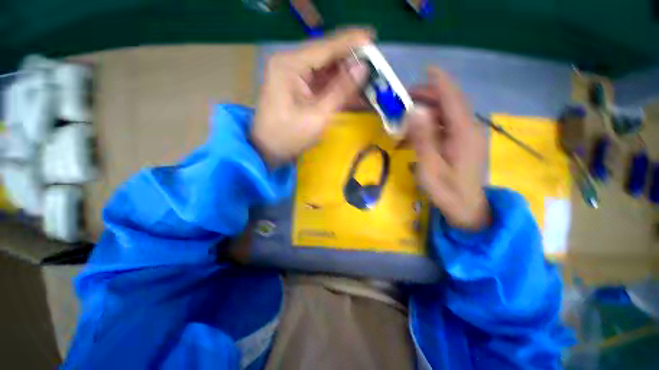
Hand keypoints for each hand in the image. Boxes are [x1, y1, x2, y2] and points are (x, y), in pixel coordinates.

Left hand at [251, 29, 371, 166]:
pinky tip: (353, 90)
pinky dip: (337, 86)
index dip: (351, 42)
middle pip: (326, 55)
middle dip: (350, 60)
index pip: (325, 47)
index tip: (373, 38)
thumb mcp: (317, 115)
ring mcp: (293, 74)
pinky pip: (321, 81)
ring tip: (368, 78)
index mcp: (289, 65)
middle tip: (374, 65)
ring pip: (326, 68)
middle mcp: (290, 63)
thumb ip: (341, 90)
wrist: (268, 150)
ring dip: (346, 74)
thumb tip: (363, 68)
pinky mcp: (298, 86)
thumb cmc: (289, 137)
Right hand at [405, 67, 489, 230]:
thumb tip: (414, 111)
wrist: (467, 208)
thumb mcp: (430, 167)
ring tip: (404, 119)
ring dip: (426, 113)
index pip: (453, 99)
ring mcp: (467, 136)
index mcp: (464, 133)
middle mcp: (469, 129)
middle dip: (427, 97)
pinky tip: (414, 136)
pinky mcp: (463, 143)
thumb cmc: (447, 191)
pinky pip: (445, 127)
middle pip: (450, 104)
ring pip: (446, 115)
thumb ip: (423, 138)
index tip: (428, 69)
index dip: (440, 82)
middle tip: (403, 100)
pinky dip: (429, 127)